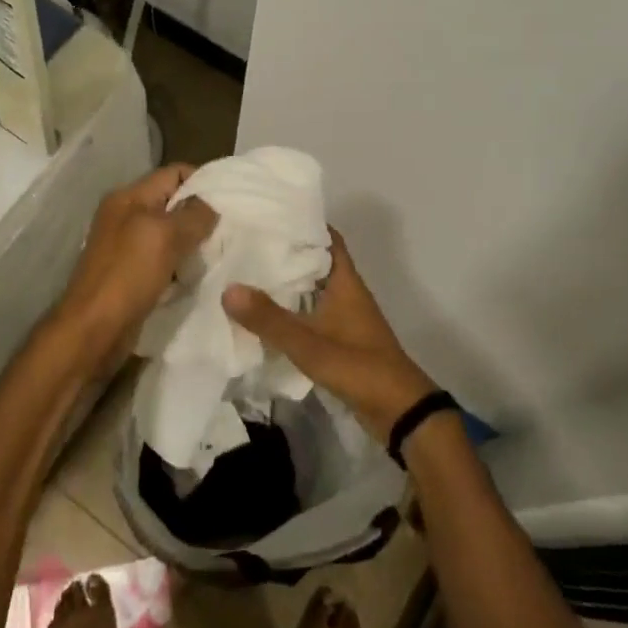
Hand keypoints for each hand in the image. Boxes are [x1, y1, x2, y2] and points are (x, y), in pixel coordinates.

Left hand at [49, 165, 216, 372]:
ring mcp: (126, 247)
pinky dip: (181, 266)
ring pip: (170, 234)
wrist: (94, 329)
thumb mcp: (164, 235)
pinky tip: (200, 275)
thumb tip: (212, 205)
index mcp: (128, 197)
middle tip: (232, 228)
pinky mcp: (131, 275)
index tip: (232, 198)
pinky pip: (164, 261)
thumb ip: (193, 215)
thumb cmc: (128, 274)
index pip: (173, 173)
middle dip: (200, 214)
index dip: (203, 180)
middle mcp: (125, 216)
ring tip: (222, 251)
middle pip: (172, 204)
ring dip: (193, 242)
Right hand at [223, 231, 437, 442]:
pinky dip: (290, 310)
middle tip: (245, 242)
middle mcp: (345, 293)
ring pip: (311, 289)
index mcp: (345, 282)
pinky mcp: (339, 340)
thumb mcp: (309, 344)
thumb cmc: (359, 367)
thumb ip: (269, 319)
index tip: (268, 214)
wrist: (400, 413)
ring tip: (245, 273)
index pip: (326, 238)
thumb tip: (228, 288)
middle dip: (285, 251)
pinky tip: (263, 315)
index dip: (302, 222)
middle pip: (314, 262)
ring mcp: (344, 317)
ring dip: (285, 282)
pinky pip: (310, 314)